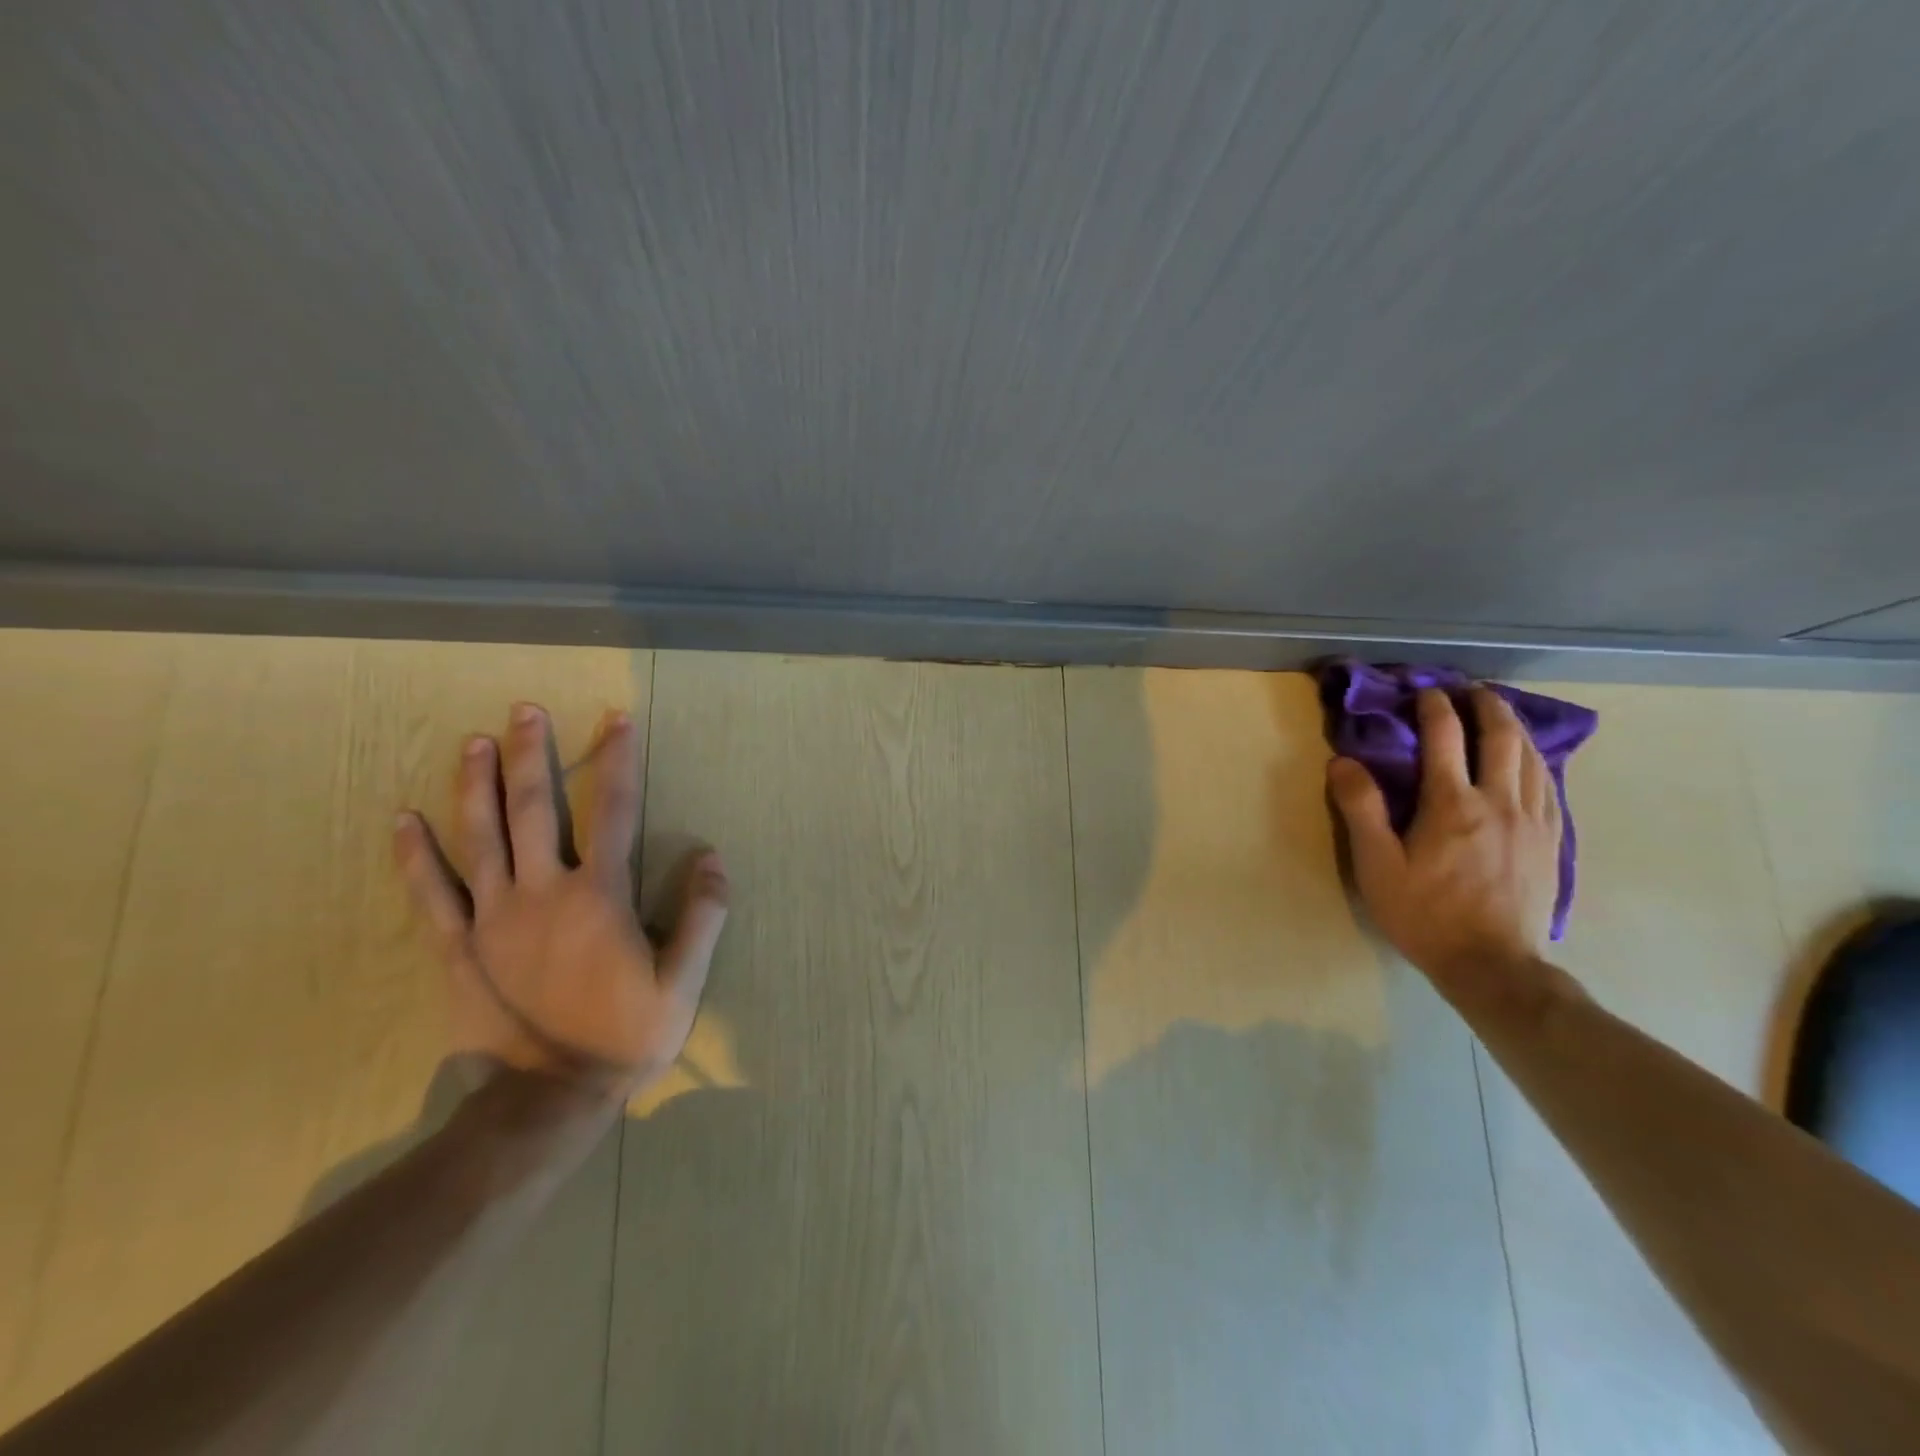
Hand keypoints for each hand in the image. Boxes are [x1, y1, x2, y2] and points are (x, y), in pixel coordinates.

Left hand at [392, 701, 727, 1098]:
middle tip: (525, 709)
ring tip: (472, 742)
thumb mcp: (683, 981)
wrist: (548, 1099)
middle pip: (535, 808)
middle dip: (532, 754)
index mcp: (599, 895)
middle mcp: (543, 891)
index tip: (617, 720)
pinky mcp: (458, 947)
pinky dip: (415, 856)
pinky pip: (431, 893)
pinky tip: (402, 820)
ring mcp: (492, 917)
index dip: (619, 761)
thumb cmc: (624, 1036)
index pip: (614, 810)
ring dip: (476, 785)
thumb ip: (702, 915)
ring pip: (481, 837)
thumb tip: (711, 856)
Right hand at [1327, 686, 1560, 996]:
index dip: (1434, 708)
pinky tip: (1532, 762)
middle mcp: (1499, 802)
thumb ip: (1361, 809)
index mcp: (1452, 804)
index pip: (1445, 738)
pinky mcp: (1551, 842)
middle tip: (1471, 689)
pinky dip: (1538, 761)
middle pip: (1502, 738)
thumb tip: (1344, 762)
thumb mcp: (1377, 866)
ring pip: (1532, 758)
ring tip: (1501, 714)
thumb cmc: (1425, 914)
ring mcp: (1533, 822)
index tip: (1425, 691)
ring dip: (1515, 728)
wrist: (1493, 966)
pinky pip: (1551, 786)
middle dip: (1486, 706)